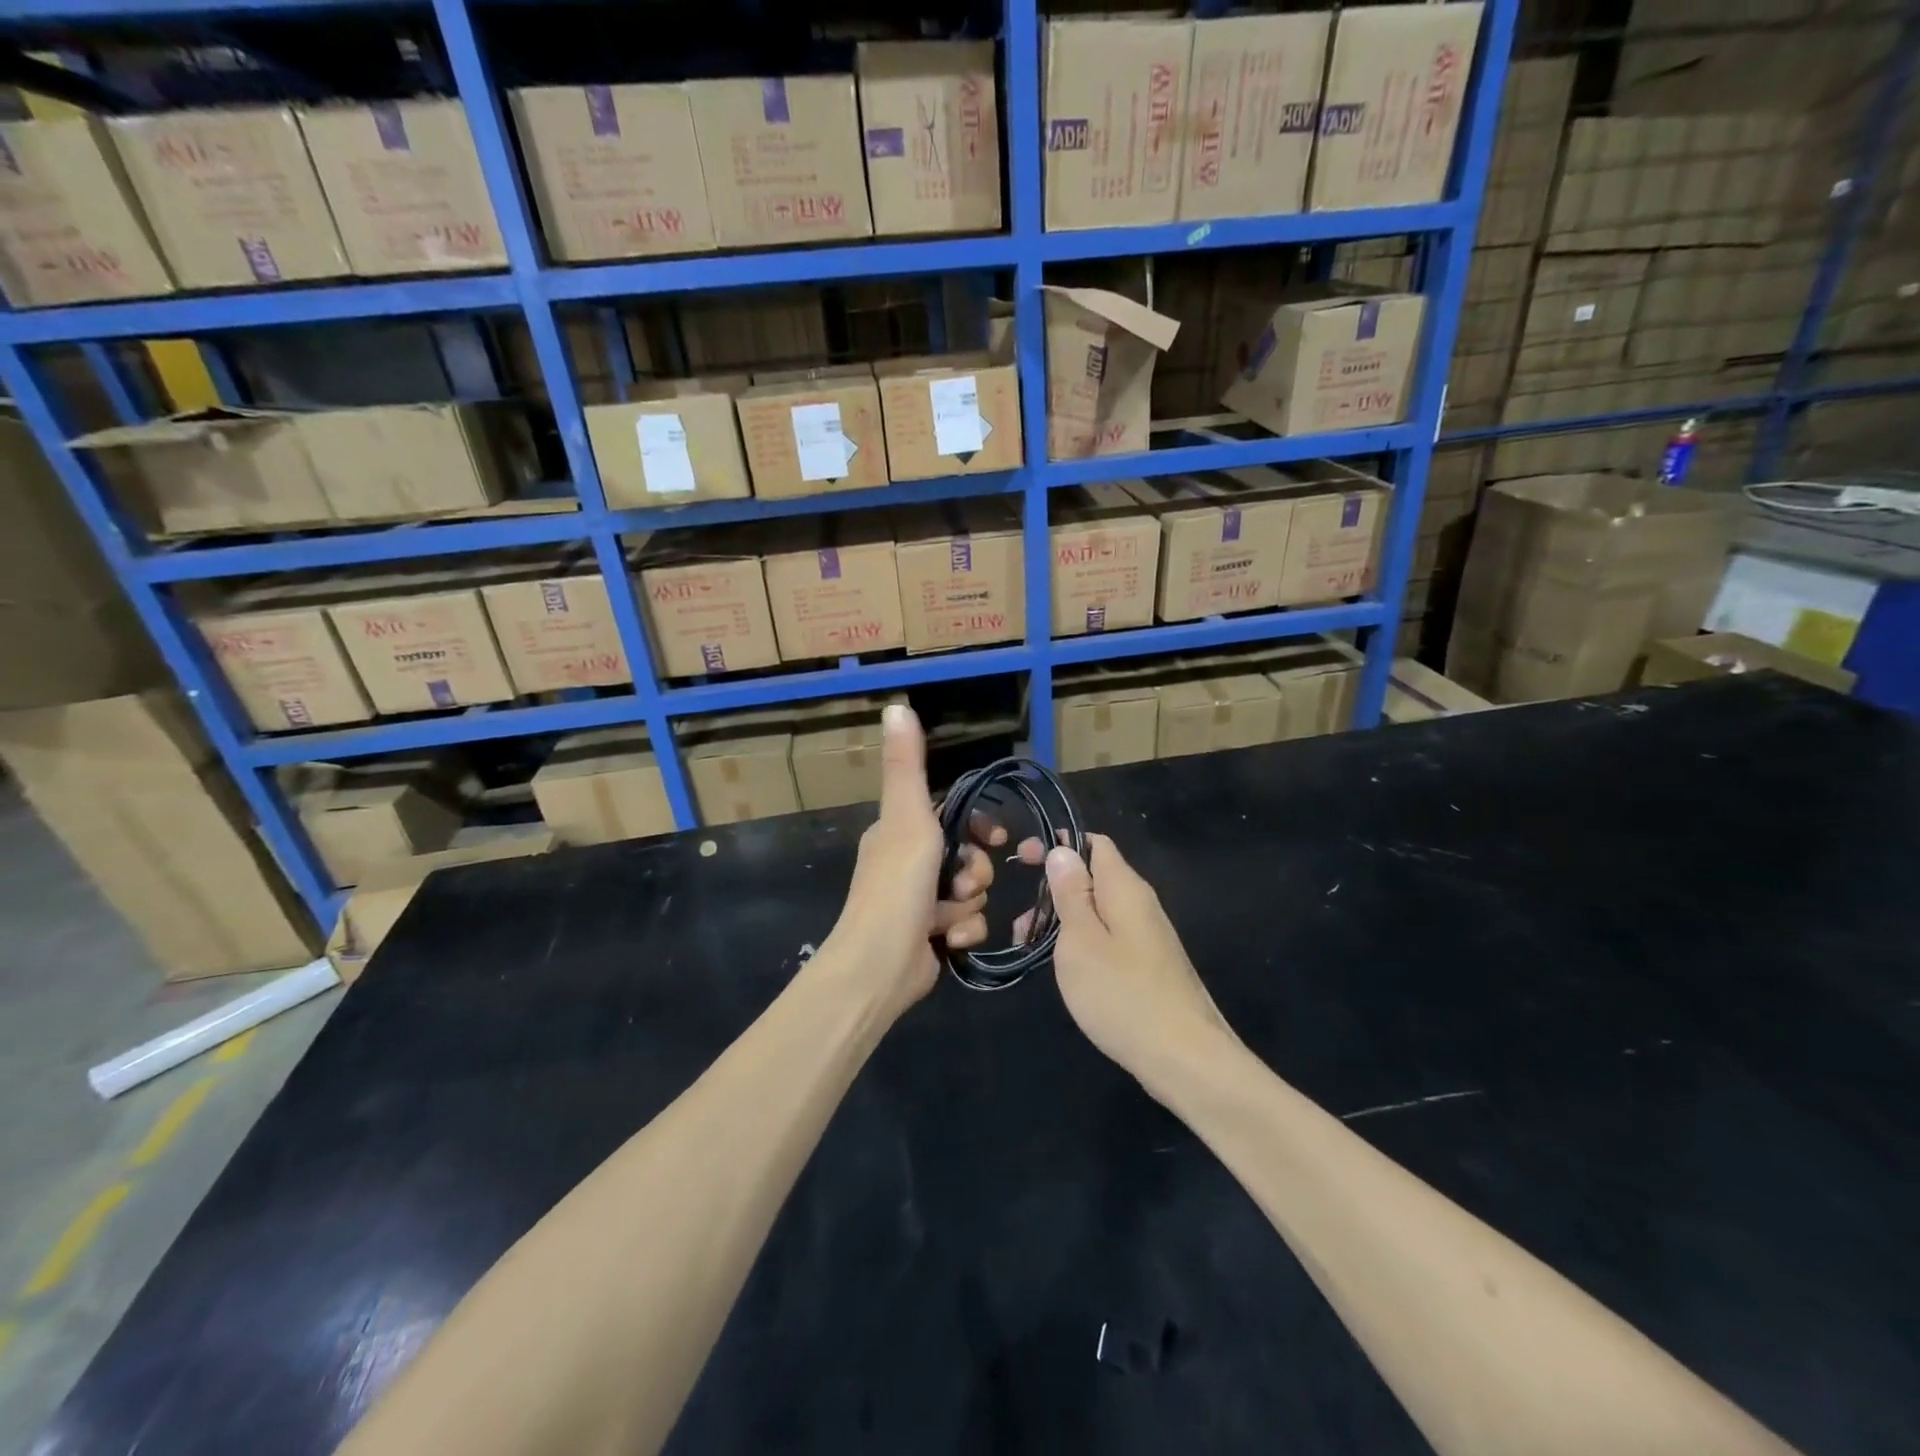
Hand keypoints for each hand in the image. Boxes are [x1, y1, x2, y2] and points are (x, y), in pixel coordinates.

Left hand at [817, 705, 1014, 1017]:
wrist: (879, 967)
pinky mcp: (930, 936)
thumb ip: (907, 765)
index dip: (979, 824)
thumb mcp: (907, 817)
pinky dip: (962, 931)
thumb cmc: (896, 886)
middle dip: (974, 870)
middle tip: (962, 883)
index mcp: (900, 832)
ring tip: (949, 915)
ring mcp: (919, 902)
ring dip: (968, 904)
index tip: (995, 835)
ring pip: (970, 892)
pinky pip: (966, 924)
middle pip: (967, 856)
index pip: (952, 815)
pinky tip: (950, 940)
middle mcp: (908, 863)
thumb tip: (897, 705)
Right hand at [1043, 835, 1237, 1090]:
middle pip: (1093, 877)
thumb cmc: (1123, 994)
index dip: (1057, 844)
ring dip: (1062, 919)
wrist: (1185, 1058)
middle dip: (1053, 889)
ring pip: (1098, 910)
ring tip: (1031, 947)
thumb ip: (1070, 893)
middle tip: (1020, 922)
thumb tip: (1063, 851)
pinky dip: (1080, 941)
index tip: (1021, 857)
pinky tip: (1064, 967)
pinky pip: (1108, 936)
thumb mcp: (1081, 940)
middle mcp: (1140, 903)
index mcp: (1125, 888)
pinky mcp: (1148, 964)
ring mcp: (1147, 936)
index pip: (1093, 843)